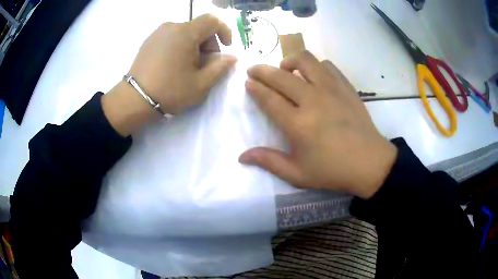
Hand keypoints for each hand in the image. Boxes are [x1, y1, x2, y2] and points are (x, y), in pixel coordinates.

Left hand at [128, 14, 236, 113]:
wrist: (134, 99)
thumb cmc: (170, 91)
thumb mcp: (201, 83)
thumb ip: (220, 67)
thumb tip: (232, 57)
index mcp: (185, 33)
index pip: (212, 20)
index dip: (224, 31)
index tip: (225, 48)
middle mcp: (171, 26)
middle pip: (198, 27)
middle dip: (208, 43)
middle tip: (206, 64)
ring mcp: (157, 33)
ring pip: (185, 32)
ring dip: (194, 45)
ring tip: (189, 67)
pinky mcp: (149, 41)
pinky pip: (171, 37)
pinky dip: (180, 46)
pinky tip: (174, 65)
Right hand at [239, 51, 396, 198]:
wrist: (369, 163)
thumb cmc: (333, 171)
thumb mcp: (298, 174)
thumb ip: (269, 162)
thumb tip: (242, 156)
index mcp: (298, 124)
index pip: (269, 98)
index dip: (255, 88)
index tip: (248, 82)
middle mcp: (312, 100)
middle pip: (281, 76)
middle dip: (262, 70)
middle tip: (254, 70)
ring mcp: (331, 90)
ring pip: (305, 61)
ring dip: (290, 61)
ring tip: (285, 69)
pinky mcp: (346, 87)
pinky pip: (327, 66)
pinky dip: (316, 66)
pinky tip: (314, 75)